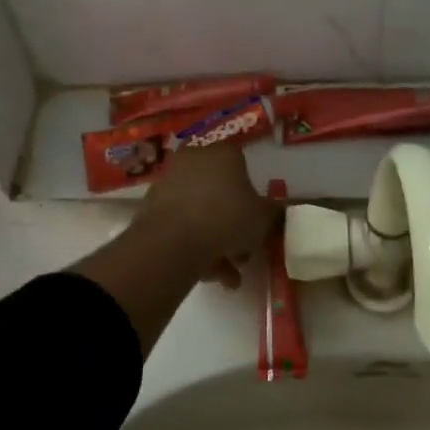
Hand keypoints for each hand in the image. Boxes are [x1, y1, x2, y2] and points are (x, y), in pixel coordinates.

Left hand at [134, 143, 276, 288]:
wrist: (173, 240)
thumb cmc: (227, 219)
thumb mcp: (262, 219)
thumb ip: (273, 213)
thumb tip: (277, 210)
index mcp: (224, 153)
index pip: (242, 167)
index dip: (251, 198)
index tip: (255, 223)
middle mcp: (195, 158)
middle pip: (219, 191)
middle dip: (232, 224)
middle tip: (242, 253)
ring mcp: (170, 180)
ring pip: (200, 211)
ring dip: (215, 242)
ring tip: (227, 276)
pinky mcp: (152, 204)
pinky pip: (181, 223)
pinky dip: (193, 244)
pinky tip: (206, 273)